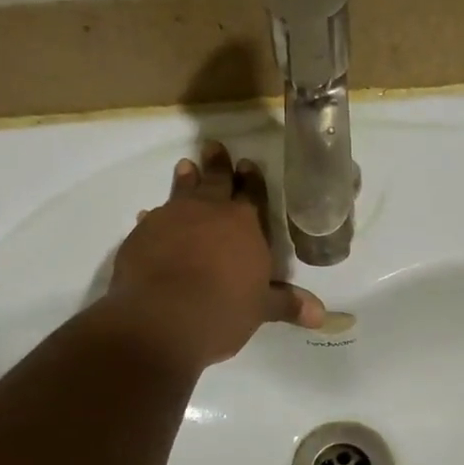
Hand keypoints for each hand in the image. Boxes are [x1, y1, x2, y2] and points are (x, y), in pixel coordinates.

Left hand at [107, 140, 323, 368]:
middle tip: (214, 147)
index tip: (248, 164)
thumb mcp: (261, 309)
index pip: (253, 195)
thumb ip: (287, 305)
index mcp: (245, 225)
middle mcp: (209, 212)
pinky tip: (148, 216)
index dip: (252, 181)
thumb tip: (321, 316)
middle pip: (216, 181)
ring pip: (182, 191)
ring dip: (186, 179)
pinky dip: (155, 217)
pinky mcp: (142, 234)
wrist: (163, 317)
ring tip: (186, 166)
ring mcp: (172, 219)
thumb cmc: (224, 310)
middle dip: (218, 165)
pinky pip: (152, 219)